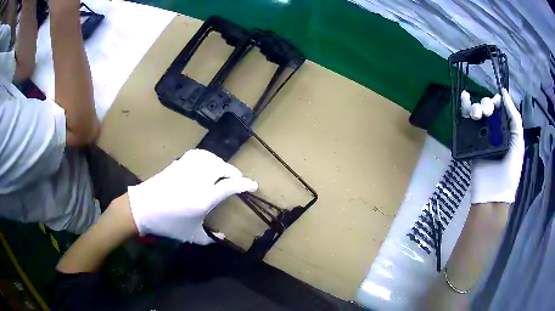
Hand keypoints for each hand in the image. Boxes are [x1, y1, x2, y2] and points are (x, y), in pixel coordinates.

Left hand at [127, 149, 257, 243]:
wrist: (142, 208)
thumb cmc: (167, 224)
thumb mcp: (190, 235)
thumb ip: (209, 238)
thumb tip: (223, 237)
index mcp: (203, 199)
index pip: (229, 186)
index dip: (245, 184)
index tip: (254, 185)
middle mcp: (197, 180)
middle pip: (222, 168)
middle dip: (233, 172)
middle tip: (237, 178)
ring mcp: (187, 170)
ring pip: (210, 158)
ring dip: (220, 163)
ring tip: (223, 170)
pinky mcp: (178, 164)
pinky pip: (197, 155)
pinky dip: (206, 157)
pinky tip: (206, 162)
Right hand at [469, 89, 523, 203]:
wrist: (493, 194)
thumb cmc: (510, 171)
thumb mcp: (518, 143)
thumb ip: (514, 119)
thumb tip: (504, 93)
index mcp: (506, 130)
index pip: (500, 109)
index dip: (497, 101)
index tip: (496, 101)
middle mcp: (494, 131)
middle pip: (488, 109)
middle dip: (487, 105)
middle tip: (487, 113)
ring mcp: (482, 137)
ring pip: (477, 113)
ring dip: (477, 107)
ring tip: (477, 114)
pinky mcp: (470, 142)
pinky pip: (467, 124)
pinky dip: (464, 109)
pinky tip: (464, 98)